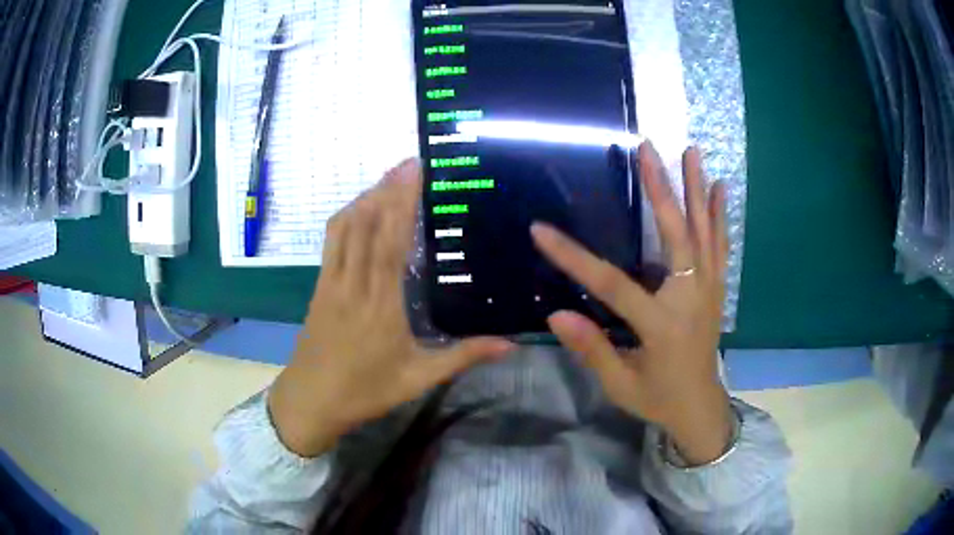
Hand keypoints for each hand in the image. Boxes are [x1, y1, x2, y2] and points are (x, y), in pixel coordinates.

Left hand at [269, 159, 513, 456]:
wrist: (310, 401)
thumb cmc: (366, 391)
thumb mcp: (419, 378)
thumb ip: (464, 356)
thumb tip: (511, 344)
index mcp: (381, 304)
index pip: (390, 241)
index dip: (401, 201)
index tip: (413, 171)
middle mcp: (354, 284)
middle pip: (367, 224)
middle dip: (386, 188)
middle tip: (407, 162)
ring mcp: (331, 282)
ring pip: (344, 228)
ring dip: (364, 197)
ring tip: (387, 179)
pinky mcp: (319, 287)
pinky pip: (331, 242)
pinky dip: (346, 218)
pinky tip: (358, 209)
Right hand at [531, 144, 732, 464]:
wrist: (701, 408)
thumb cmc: (658, 399)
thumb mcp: (620, 385)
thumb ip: (592, 349)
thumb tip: (555, 314)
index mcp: (661, 326)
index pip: (612, 284)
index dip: (574, 257)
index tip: (541, 230)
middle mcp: (691, 298)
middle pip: (676, 236)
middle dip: (660, 189)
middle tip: (647, 150)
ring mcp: (709, 290)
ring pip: (704, 232)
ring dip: (696, 189)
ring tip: (690, 151)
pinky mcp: (717, 288)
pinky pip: (720, 245)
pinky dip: (719, 214)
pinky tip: (718, 187)